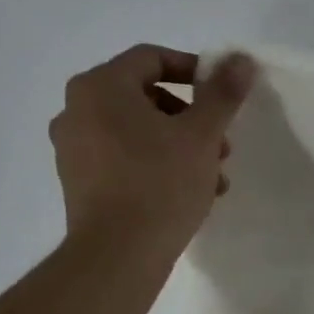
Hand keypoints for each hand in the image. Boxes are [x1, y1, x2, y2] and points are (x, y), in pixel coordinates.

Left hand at [50, 45, 256, 257]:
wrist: (118, 254)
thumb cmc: (160, 182)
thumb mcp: (202, 134)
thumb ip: (223, 93)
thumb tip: (241, 59)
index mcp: (100, 87)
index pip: (152, 58)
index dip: (193, 70)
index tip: (222, 96)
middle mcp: (77, 109)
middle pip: (146, 97)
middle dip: (192, 117)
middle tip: (221, 143)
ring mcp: (73, 147)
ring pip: (139, 131)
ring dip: (180, 145)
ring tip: (214, 175)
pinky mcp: (79, 181)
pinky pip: (124, 157)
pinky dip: (157, 164)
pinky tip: (190, 193)